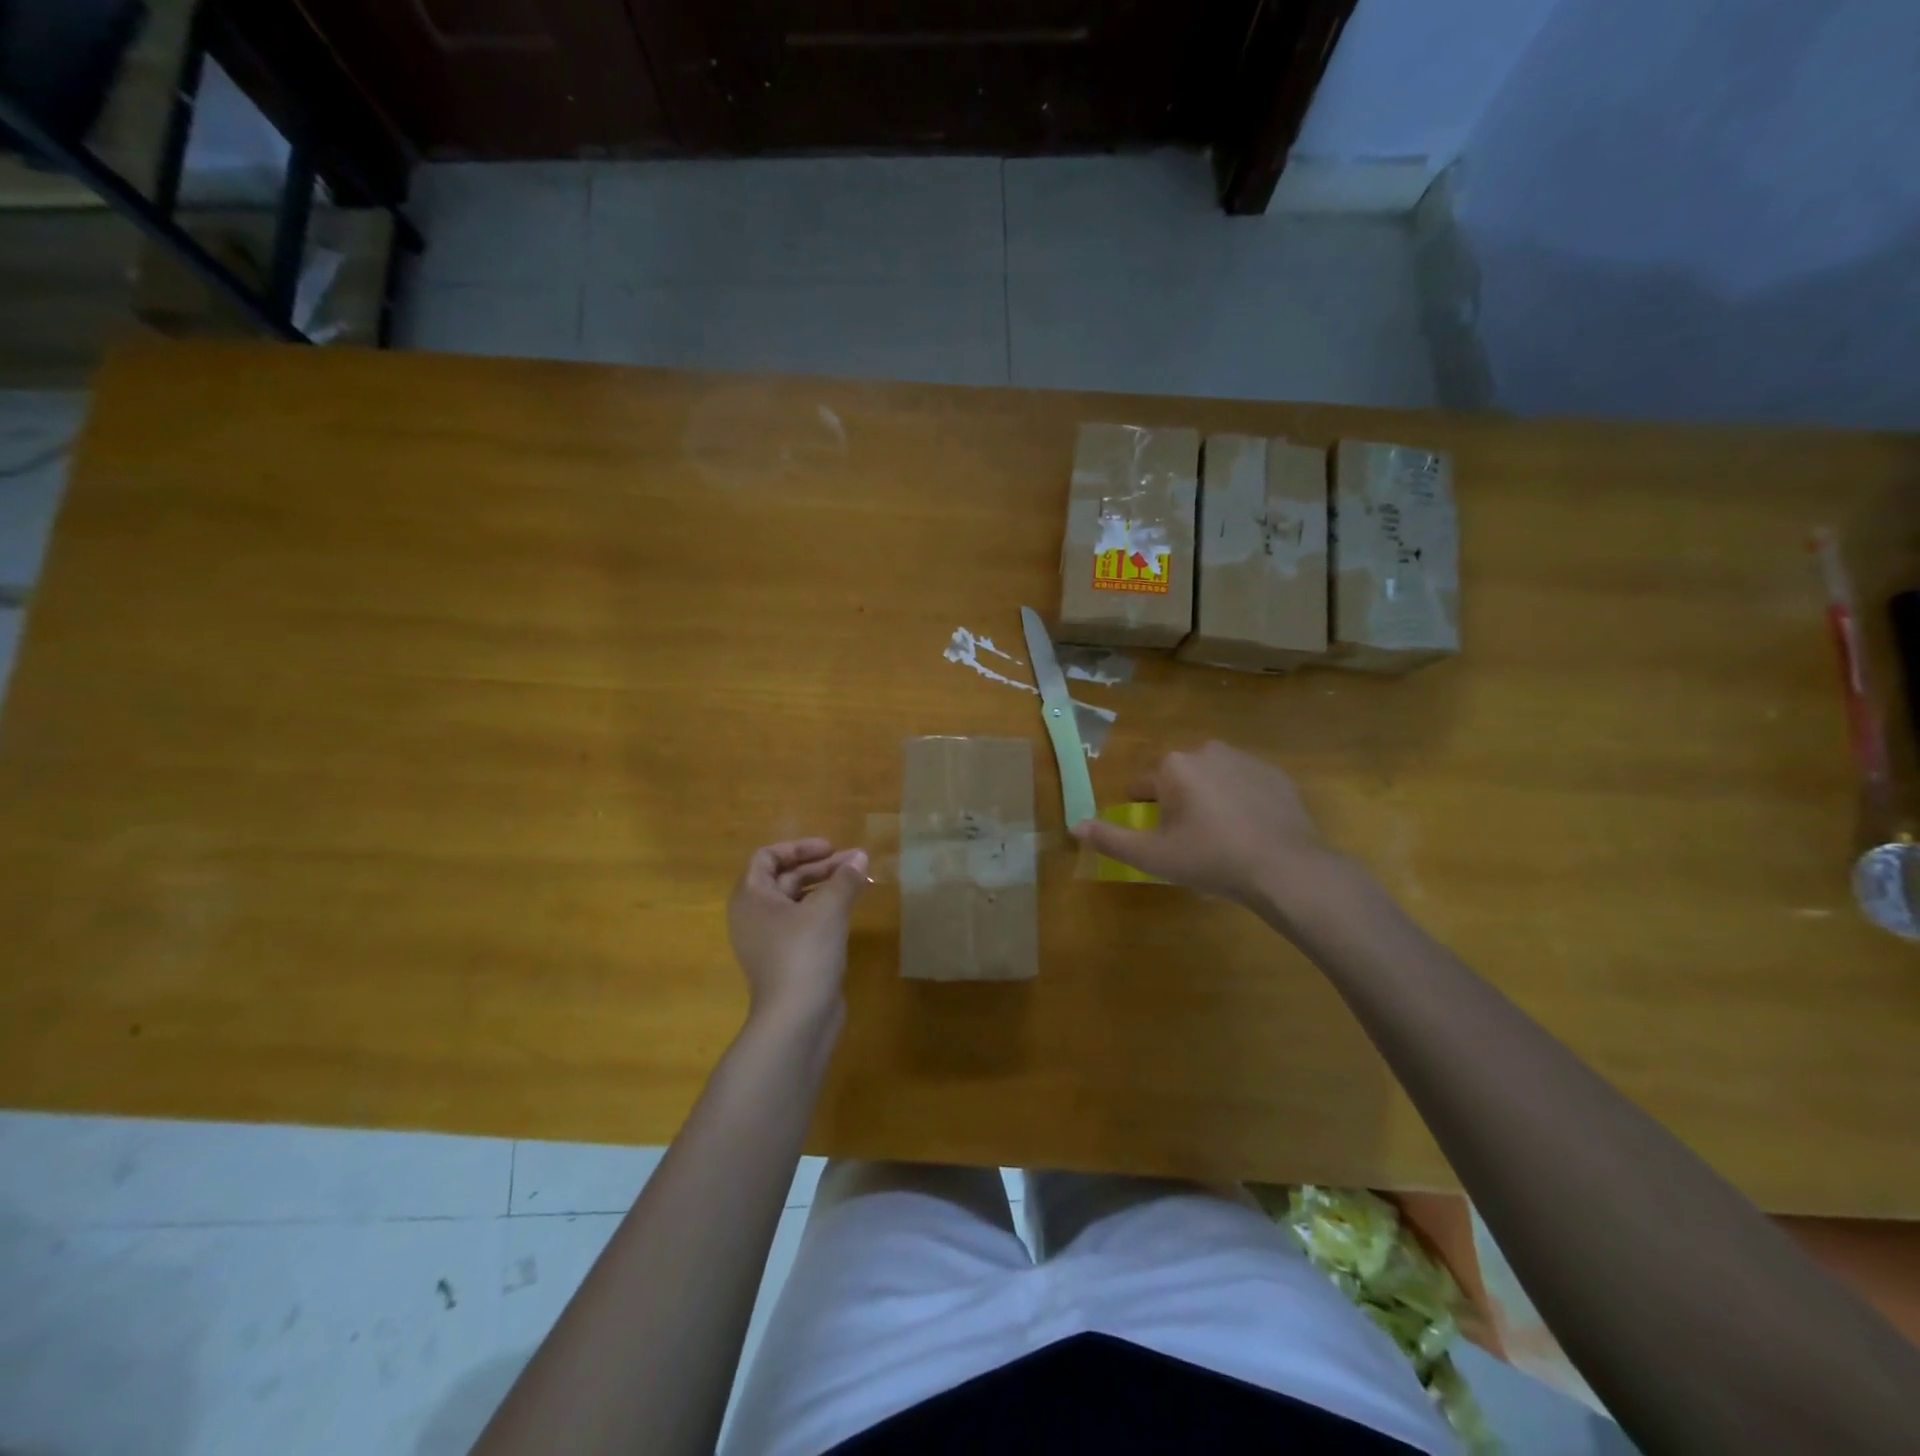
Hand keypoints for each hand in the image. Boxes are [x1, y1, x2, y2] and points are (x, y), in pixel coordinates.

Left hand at [728, 839, 868, 1037]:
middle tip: (855, 863)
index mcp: (751, 898)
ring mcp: (769, 941)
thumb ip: (844, 878)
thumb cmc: (804, 953)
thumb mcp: (828, 909)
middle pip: (785, 878)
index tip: (830, 849)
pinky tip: (851, 910)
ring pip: (798, 902)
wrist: (796, 1020)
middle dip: (821, 867)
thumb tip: (860, 857)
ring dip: (826, 887)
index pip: (767, 857)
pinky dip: (825, 911)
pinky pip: (804, 924)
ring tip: (859, 882)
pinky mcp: (787, 960)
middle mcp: (754, 916)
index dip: (799, 848)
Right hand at [1071, 742, 1340, 912]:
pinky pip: (1244, 785)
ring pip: (1211, 779)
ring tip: (1222, 838)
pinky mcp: (1275, 774)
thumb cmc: (1211, 859)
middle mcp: (1206, 750)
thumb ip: (1110, 840)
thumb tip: (1074, 826)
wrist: (1286, 867)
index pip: (1141, 787)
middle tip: (1190, 842)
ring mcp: (1245, 759)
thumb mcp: (1153, 857)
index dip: (1144, 815)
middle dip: (1177, 804)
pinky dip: (1241, 801)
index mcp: (1173, 766)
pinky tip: (1249, 832)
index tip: (1160, 840)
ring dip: (1208, 800)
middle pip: (1177, 779)